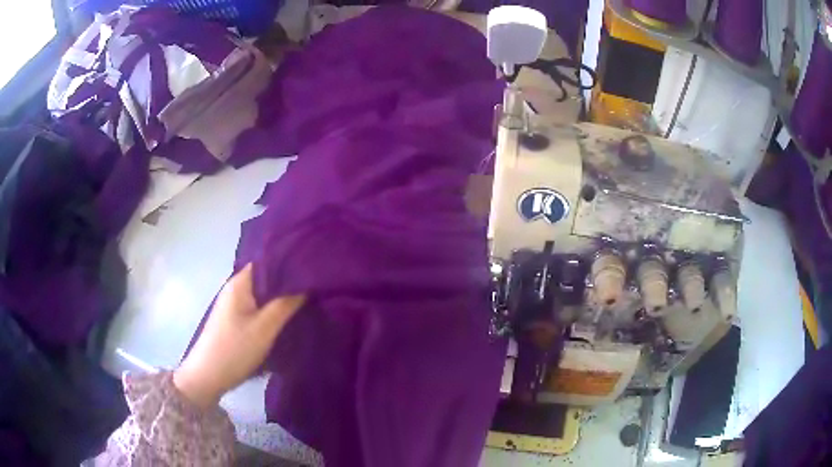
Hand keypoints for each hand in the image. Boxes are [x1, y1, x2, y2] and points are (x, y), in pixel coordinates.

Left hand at [174, 264, 304, 407]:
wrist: (208, 376)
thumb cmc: (235, 349)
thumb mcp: (265, 328)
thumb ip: (286, 304)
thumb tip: (307, 283)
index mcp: (239, 283)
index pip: (267, 261)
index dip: (289, 262)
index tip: (312, 268)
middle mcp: (235, 288)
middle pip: (265, 278)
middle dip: (287, 282)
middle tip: (315, 285)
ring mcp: (233, 305)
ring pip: (262, 295)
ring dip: (280, 297)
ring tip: (307, 299)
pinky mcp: (234, 320)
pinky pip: (257, 307)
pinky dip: (271, 309)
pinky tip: (287, 316)